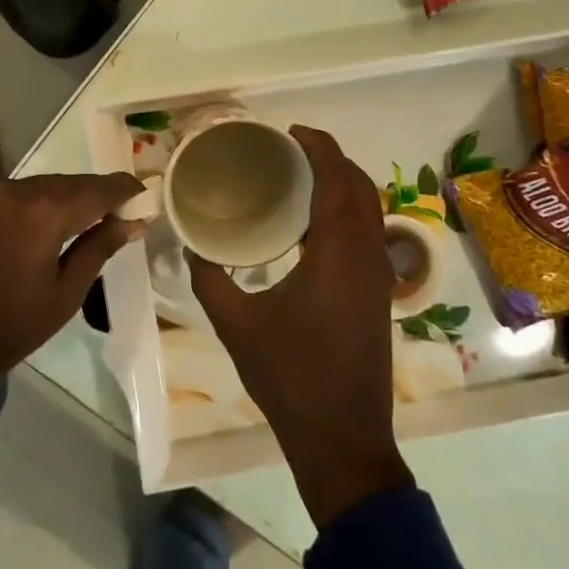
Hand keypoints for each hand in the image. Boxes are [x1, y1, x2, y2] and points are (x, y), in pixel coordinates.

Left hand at [0, 172, 144, 382]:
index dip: (124, 190)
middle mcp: (18, 190)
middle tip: (122, 211)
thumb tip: (132, 222)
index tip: (145, 195)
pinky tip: (54, 220)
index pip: (97, 190)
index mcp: (44, 212)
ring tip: (92, 217)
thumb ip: (99, 249)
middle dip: (98, 194)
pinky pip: (21, 192)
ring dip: (70, 196)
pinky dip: (43, 201)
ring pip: (46, 184)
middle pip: (71, 182)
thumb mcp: (64, 295)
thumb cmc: (7, 325)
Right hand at [190, 126, 414, 526]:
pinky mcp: (379, 295)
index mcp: (337, 253)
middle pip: (361, 187)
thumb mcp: (236, 325)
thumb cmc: (289, 376)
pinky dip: (348, 212)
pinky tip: (312, 227)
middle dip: (332, 159)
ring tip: (300, 179)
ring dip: (343, 185)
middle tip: (292, 150)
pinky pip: (369, 233)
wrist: (342, 437)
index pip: (337, 180)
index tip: (291, 131)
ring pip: (370, 211)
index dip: (319, 147)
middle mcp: (367, 255)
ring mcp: (379, 277)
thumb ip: (209, 279)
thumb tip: (190, 246)